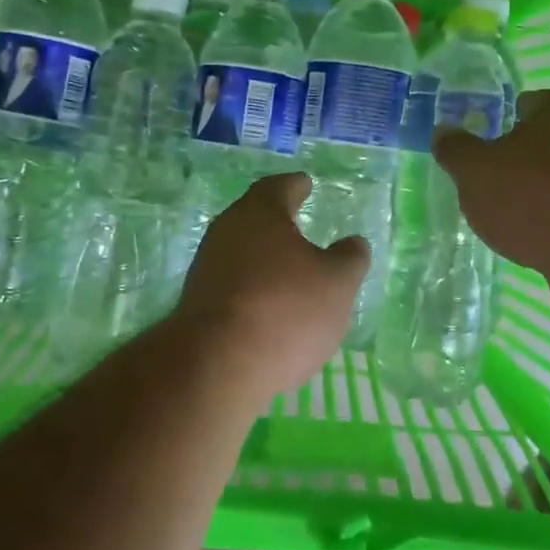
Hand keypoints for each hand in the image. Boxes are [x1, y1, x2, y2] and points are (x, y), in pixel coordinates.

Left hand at [175, 172, 368, 407]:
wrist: (216, 365)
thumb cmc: (285, 309)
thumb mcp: (337, 283)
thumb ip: (349, 258)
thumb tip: (353, 243)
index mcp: (260, 213)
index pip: (279, 187)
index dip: (296, 186)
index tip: (306, 184)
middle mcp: (227, 231)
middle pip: (254, 218)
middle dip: (277, 222)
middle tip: (299, 224)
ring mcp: (206, 268)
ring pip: (241, 252)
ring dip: (264, 259)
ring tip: (290, 271)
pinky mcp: (196, 304)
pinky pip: (232, 285)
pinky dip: (252, 289)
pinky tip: (269, 309)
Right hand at [431, 89, 549, 316]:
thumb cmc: (531, 196)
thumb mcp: (475, 170)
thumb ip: (456, 150)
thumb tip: (443, 132)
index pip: (531, 101)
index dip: (509, 113)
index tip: (486, 133)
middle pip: (547, 141)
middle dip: (519, 156)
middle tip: (487, 177)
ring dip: (536, 192)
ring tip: (504, 214)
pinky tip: (530, 240)